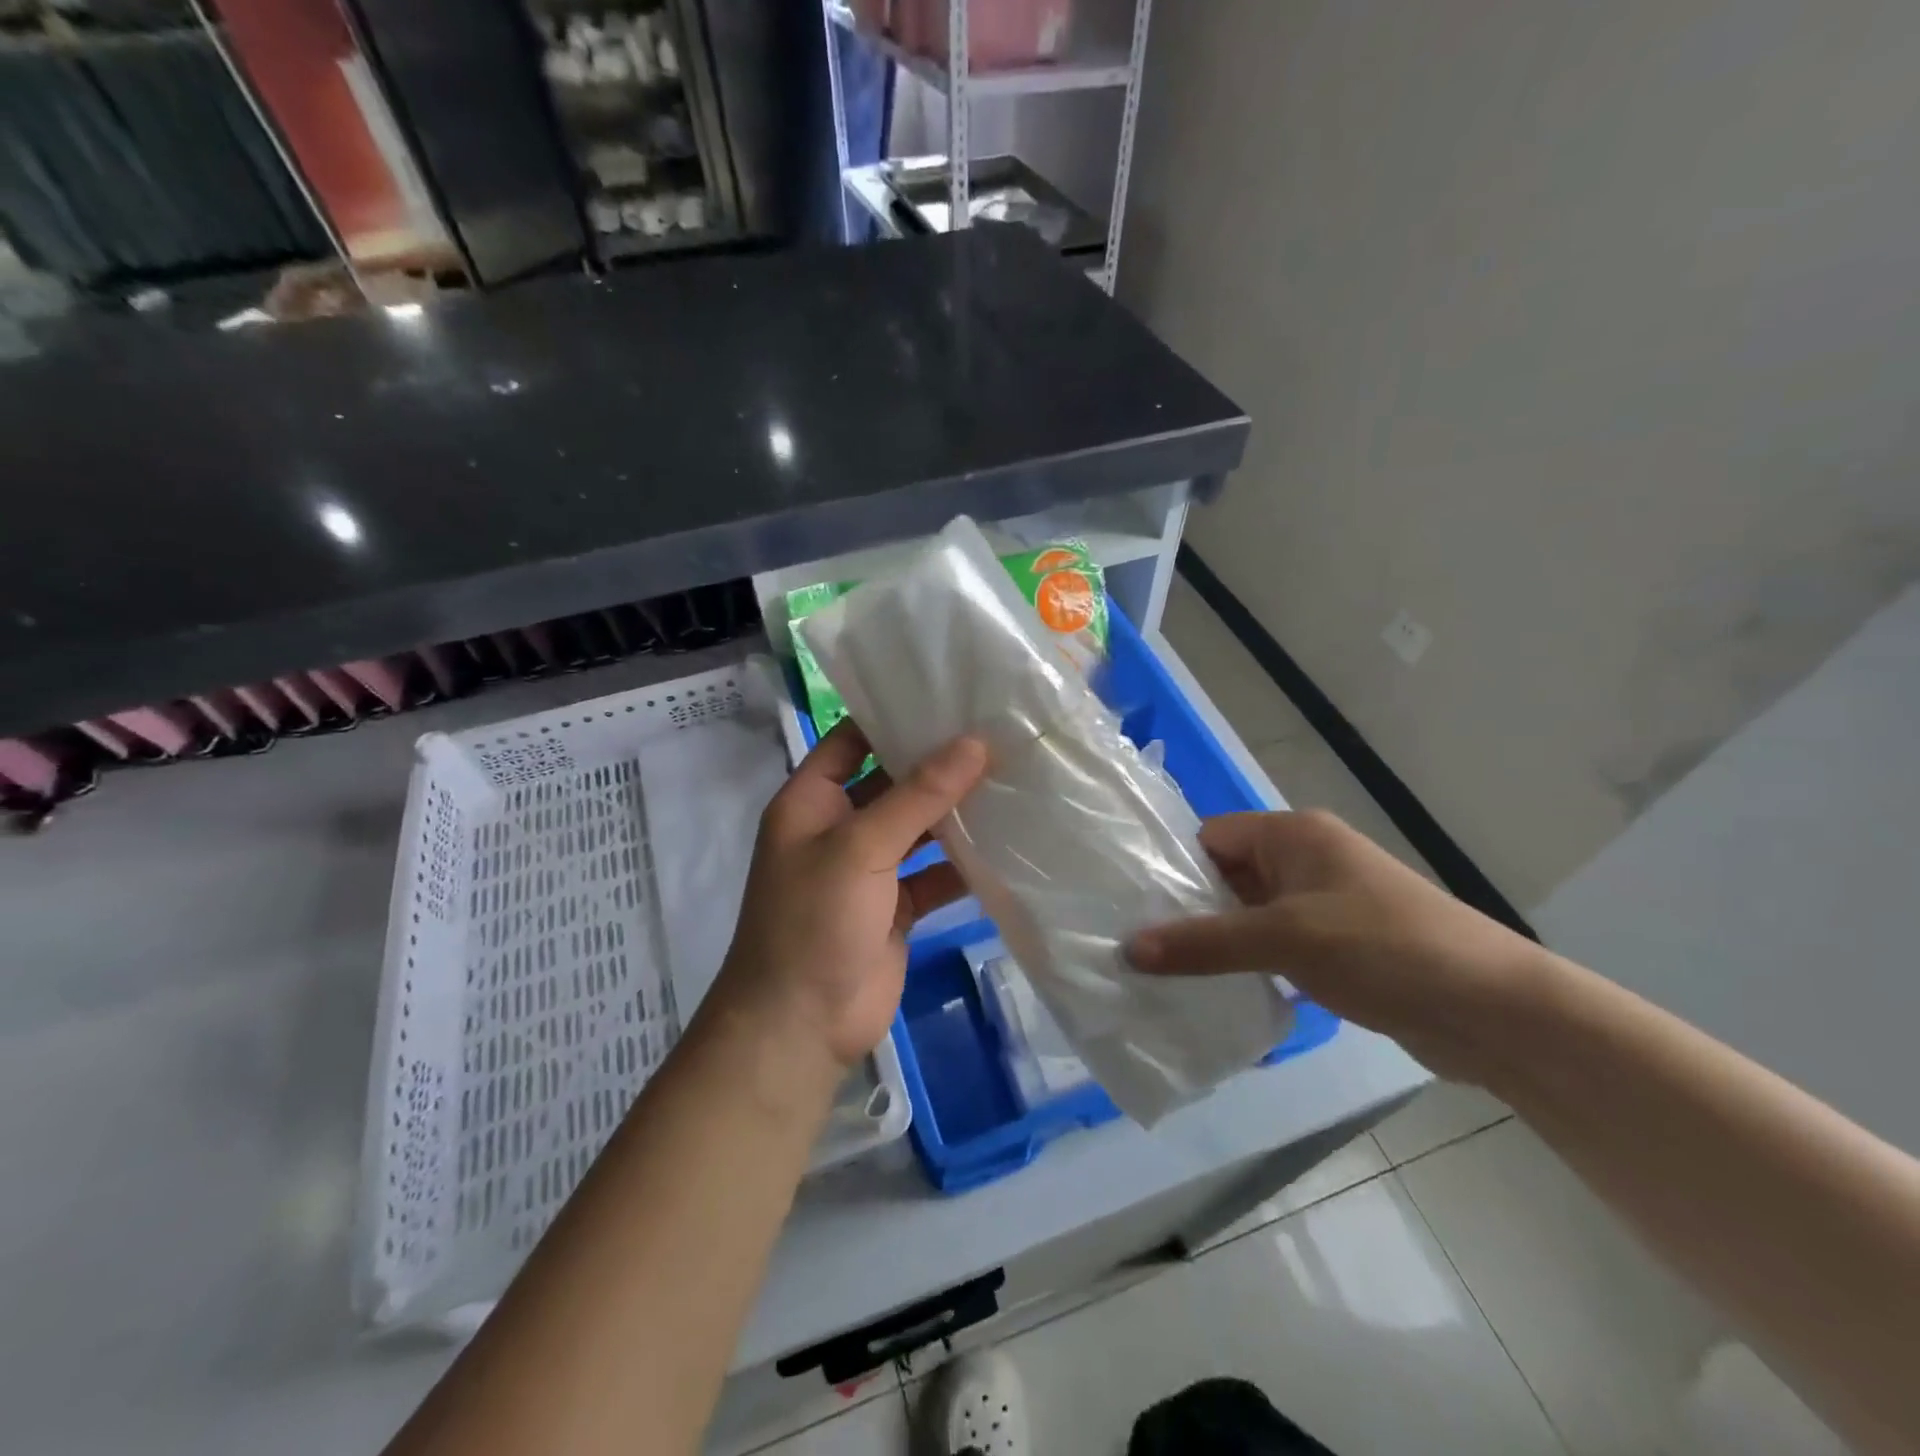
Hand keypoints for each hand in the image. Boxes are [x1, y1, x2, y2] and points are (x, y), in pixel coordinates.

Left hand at [714, 722, 987, 1069]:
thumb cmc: (813, 922)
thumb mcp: (861, 848)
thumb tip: (974, 743)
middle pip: (892, 782)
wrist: (801, 1026)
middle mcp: (839, 828)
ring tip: (1012, 775)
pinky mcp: (896, 908)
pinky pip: (934, 874)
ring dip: (955, 812)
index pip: (851, 740)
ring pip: (918, 829)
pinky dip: (963, 862)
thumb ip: (918, 796)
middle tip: (997, 731)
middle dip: (937, 763)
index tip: (947, 694)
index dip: (891, 717)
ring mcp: (869, 870)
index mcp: (811, 801)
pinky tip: (1005, 841)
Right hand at [1126, 810, 1543, 1078]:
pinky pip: (1274, 947)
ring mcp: (1324, 906)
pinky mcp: (1337, 948)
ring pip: (1249, 915)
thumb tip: (1127, 949)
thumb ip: (1205, 942)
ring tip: (1164, 974)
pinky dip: (1248, 966)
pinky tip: (1217, 995)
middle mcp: (1306, 860)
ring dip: (1217, 942)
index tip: (1129, 906)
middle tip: (1137, 946)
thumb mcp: (1285, 938)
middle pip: (1227, 875)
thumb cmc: (1384, 948)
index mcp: (1294, 835)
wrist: (1495, 1012)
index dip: (1172, 868)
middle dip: (1188, 910)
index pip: (1211, 837)